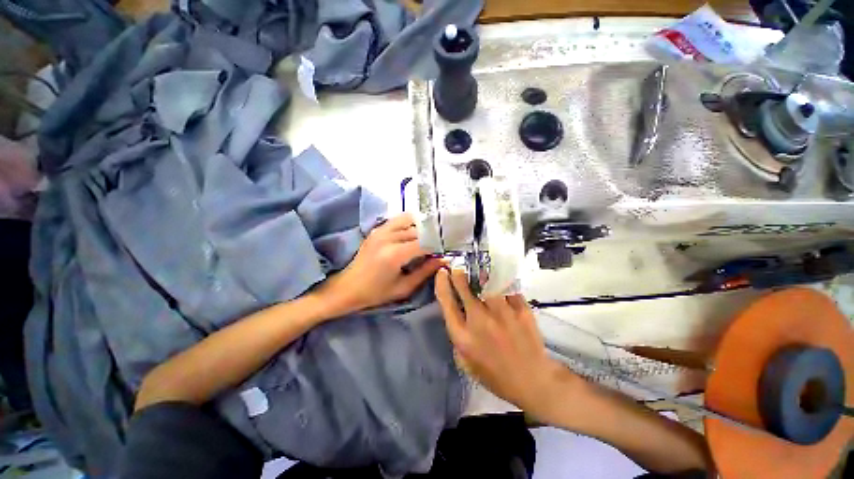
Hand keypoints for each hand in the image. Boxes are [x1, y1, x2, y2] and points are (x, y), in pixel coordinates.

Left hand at [319, 213, 442, 315]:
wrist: (347, 287)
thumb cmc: (375, 293)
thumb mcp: (404, 287)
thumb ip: (425, 271)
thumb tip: (444, 260)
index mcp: (394, 254)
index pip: (425, 243)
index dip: (439, 246)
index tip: (448, 250)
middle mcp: (387, 237)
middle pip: (419, 230)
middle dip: (432, 237)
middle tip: (441, 246)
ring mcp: (380, 230)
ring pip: (410, 221)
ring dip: (422, 228)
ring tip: (430, 238)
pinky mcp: (377, 229)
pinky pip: (399, 220)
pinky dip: (410, 224)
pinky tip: (415, 233)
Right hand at [435, 268, 577, 420]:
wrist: (533, 381)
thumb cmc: (495, 374)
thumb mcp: (465, 361)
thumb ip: (458, 335)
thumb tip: (456, 310)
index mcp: (463, 336)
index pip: (447, 302)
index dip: (442, 283)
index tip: (442, 273)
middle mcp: (480, 320)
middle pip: (464, 288)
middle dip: (458, 274)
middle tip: (458, 267)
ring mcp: (502, 313)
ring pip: (487, 283)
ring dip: (480, 276)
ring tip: (478, 272)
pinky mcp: (521, 310)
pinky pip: (507, 288)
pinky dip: (501, 283)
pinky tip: (499, 281)